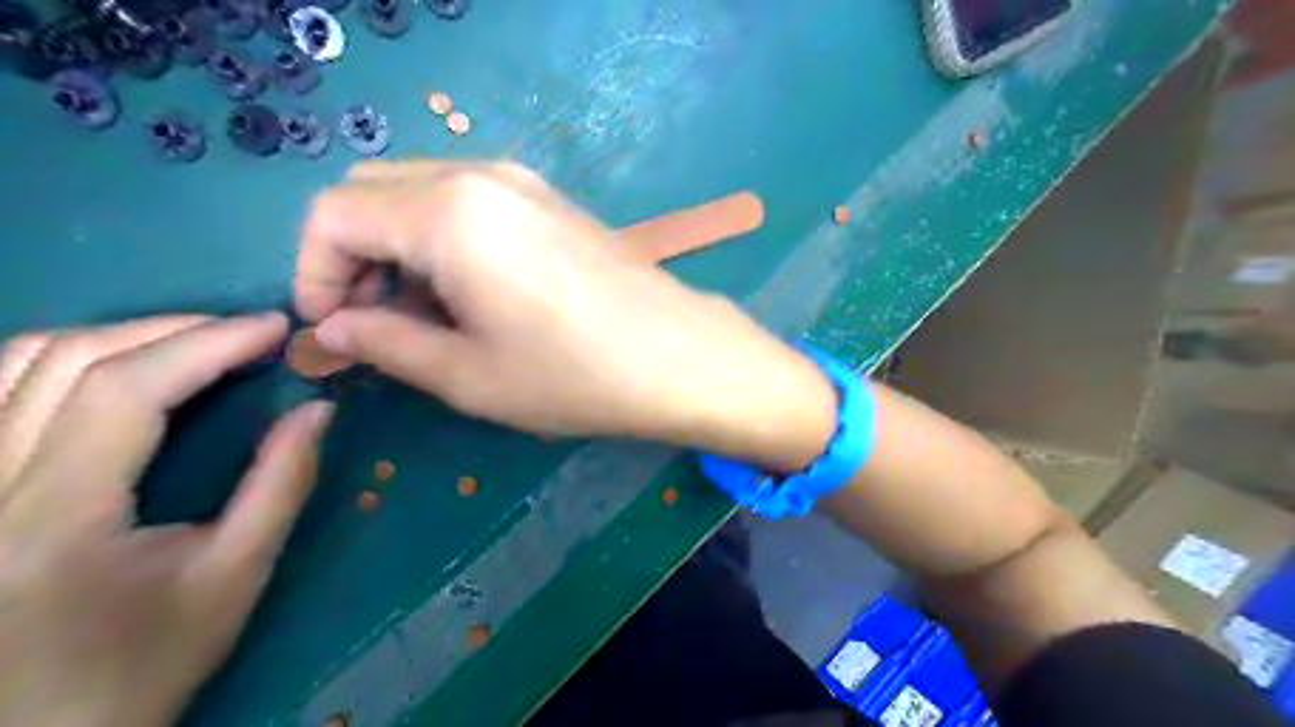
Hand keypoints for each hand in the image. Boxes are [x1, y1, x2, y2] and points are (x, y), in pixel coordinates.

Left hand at [0, 316, 331, 725]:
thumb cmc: (145, 660)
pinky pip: (0, 387)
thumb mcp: (234, 577)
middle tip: (250, 333)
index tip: (276, 329)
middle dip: (175, 329)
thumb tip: (318, 409)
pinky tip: (125, 364)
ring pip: (20, 362)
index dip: (208, 343)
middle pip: (69, 360)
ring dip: (124, 335)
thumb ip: (280, 485)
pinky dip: (69, 356)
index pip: (126, 390)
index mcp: (56, 518)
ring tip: (199, 342)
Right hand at [295, 159, 833, 464]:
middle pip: (373, 192)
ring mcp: (523, 182)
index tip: (333, 329)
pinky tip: (469, 293)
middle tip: (372, 323)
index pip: (333, 214)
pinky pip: (469, 202)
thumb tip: (332, 327)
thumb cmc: (574, 375)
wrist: (678, 357)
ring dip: (397, 247)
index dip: (313, 272)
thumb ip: (385, 343)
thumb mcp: (467, 375)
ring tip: (422, 316)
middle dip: (351, 255)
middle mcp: (480, 176)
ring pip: (420, 193)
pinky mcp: (551, 200)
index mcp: (447, 212)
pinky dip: (442, 238)